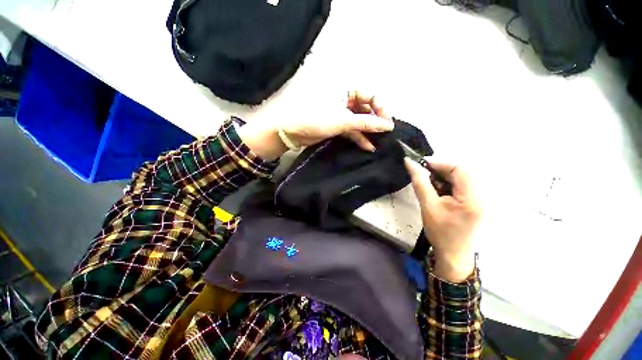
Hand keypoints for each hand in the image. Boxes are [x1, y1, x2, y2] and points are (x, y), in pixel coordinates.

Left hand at [238, 91, 393, 160]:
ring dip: (368, 131)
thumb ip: (366, 123)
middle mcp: (345, 98)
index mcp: (346, 88)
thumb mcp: (343, 120)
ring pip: (359, 120)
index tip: (387, 124)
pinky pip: (351, 129)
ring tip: (379, 142)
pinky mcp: (336, 125)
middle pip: (366, 108)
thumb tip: (388, 125)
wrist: (291, 131)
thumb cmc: (316, 118)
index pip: (371, 94)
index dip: (381, 108)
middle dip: (375, 121)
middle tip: (384, 134)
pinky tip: (367, 146)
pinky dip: (358, 137)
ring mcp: (340, 112)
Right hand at [405, 159, 481, 282]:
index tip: (419, 164)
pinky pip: (459, 186)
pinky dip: (445, 184)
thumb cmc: (440, 232)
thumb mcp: (428, 206)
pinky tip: (436, 190)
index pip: (459, 169)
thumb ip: (420, 182)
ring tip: (427, 183)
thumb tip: (409, 162)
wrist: (453, 254)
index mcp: (472, 197)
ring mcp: (478, 199)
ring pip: (459, 178)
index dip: (439, 163)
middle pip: (460, 172)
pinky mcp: (473, 202)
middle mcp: (480, 195)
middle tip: (421, 173)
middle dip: (439, 169)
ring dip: (441, 177)